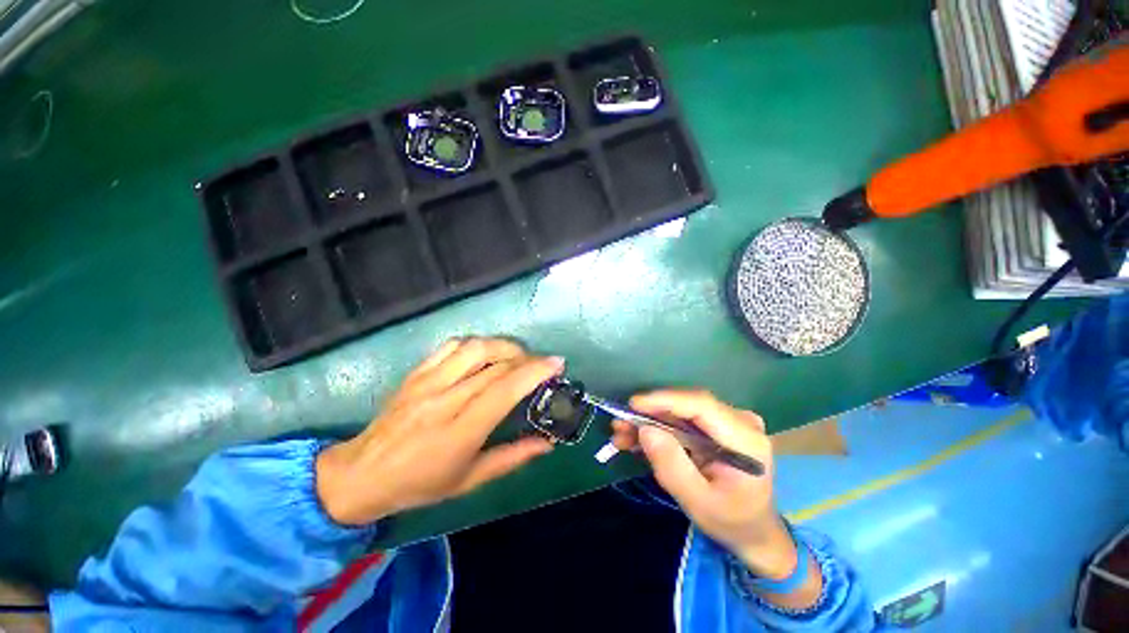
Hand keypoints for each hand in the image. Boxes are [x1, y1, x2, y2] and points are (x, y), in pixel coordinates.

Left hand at [316, 338, 562, 525]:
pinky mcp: (417, 373)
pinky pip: (451, 346)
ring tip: (517, 356)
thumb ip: (512, 458)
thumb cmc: (420, 483)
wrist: (362, 474)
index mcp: (460, 431)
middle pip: (495, 364)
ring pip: (475, 347)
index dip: (534, 371)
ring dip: (504, 346)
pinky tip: (485, 354)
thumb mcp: (470, 480)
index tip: (557, 363)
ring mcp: (427, 382)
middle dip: (527, 358)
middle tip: (541, 365)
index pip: (504, 389)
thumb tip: (547, 443)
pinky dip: (476, 344)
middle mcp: (445, 400)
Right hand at [611, 390, 795, 577]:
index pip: (701, 405)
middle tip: (619, 425)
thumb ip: (672, 466)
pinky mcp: (717, 426)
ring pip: (680, 412)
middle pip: (687, 406)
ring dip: (649, 422)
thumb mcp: (698, 502)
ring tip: (621, 435)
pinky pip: (682, 420)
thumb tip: (645, 429)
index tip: (633, 404)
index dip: (665, 400)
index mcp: (746, 440)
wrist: (754, 531)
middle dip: (650, 414)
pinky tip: (636, 439)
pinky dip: (659, 428)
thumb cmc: (730, 521)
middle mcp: (740, 421)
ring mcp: (729, 421)